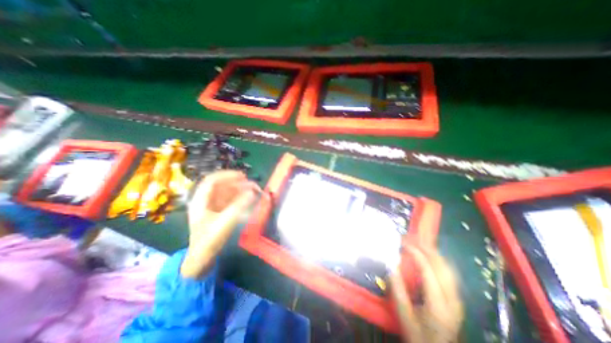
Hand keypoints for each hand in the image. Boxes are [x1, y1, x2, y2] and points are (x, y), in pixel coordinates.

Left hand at [179, 170, 257, 279]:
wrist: (202, 258)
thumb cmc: (209, 240)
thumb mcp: (225, 222)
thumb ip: (239, 206)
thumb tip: (253, 192)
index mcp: (200, 201)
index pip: (212, 181)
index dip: (227, 175)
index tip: (243, 176)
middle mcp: (205, 200)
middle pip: (221, 185)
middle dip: (237, 183)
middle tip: (252, 184)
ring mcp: (212, 206)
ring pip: (227, 192)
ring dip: (240, 189)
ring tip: (253, 190)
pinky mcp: (219, 211)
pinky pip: (230, 199)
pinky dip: (239, 197)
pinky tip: (248, 197)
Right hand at [391, 243, 463, 342]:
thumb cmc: (418, 335)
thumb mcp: (403, 313)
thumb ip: (397, 288)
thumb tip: (390, 264)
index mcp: (437, 305)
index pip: (428, 270)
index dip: (415, 253)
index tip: (403, 243)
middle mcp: (452, 299)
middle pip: (441, 266)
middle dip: (425, 248)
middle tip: (409, 237)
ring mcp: (457, 299)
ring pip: (448, 268)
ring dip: (433, 252)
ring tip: (418, 241)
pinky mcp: (457, 298)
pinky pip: (449, 273)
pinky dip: (438, 259)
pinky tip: (429, 254)